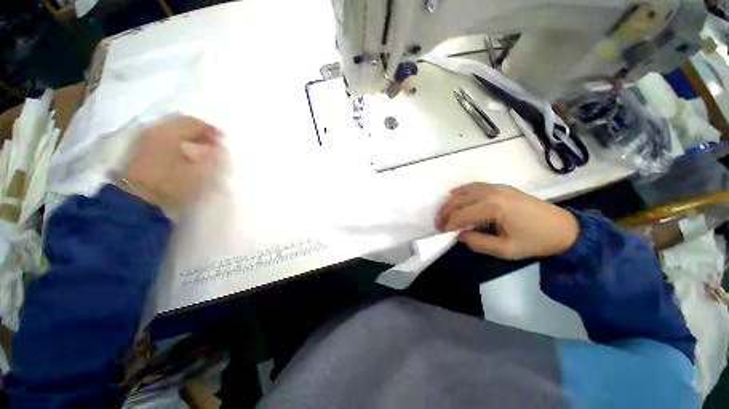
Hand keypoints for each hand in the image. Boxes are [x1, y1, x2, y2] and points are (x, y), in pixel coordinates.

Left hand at [119, 116, 220, 218]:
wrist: (136, 199)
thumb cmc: (170, 184)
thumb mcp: (198, 172)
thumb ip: (211, 157)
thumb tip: (218, 148)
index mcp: (169, 133)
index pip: (194, 123)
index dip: (212, 131)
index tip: (225, 141)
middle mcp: (156, 130)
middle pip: (183, 124)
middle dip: (201, 132)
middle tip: (215, 143)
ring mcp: (147, 139)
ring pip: (174, 131)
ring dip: (191, 137)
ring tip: (203, 149)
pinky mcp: (143, 150)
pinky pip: (166, 138)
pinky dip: (180, 142)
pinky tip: (188, 153)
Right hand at [436, 182, 578, 259]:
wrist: (563, 228)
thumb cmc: (535, 241)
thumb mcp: (505, 250)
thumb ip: (477, 242)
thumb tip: (458, 235)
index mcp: (493, 207)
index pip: (460, 215)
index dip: (448, 224)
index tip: (440, 233)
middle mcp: (490, 192)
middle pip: (458, 200)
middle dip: (445, 212)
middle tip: (438, 224)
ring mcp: (495, 187)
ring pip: (463, 191)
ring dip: (450, 202)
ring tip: (444, 213)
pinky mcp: (499, 186)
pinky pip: (473, 186)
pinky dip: (461, 191)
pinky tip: (455, 196)